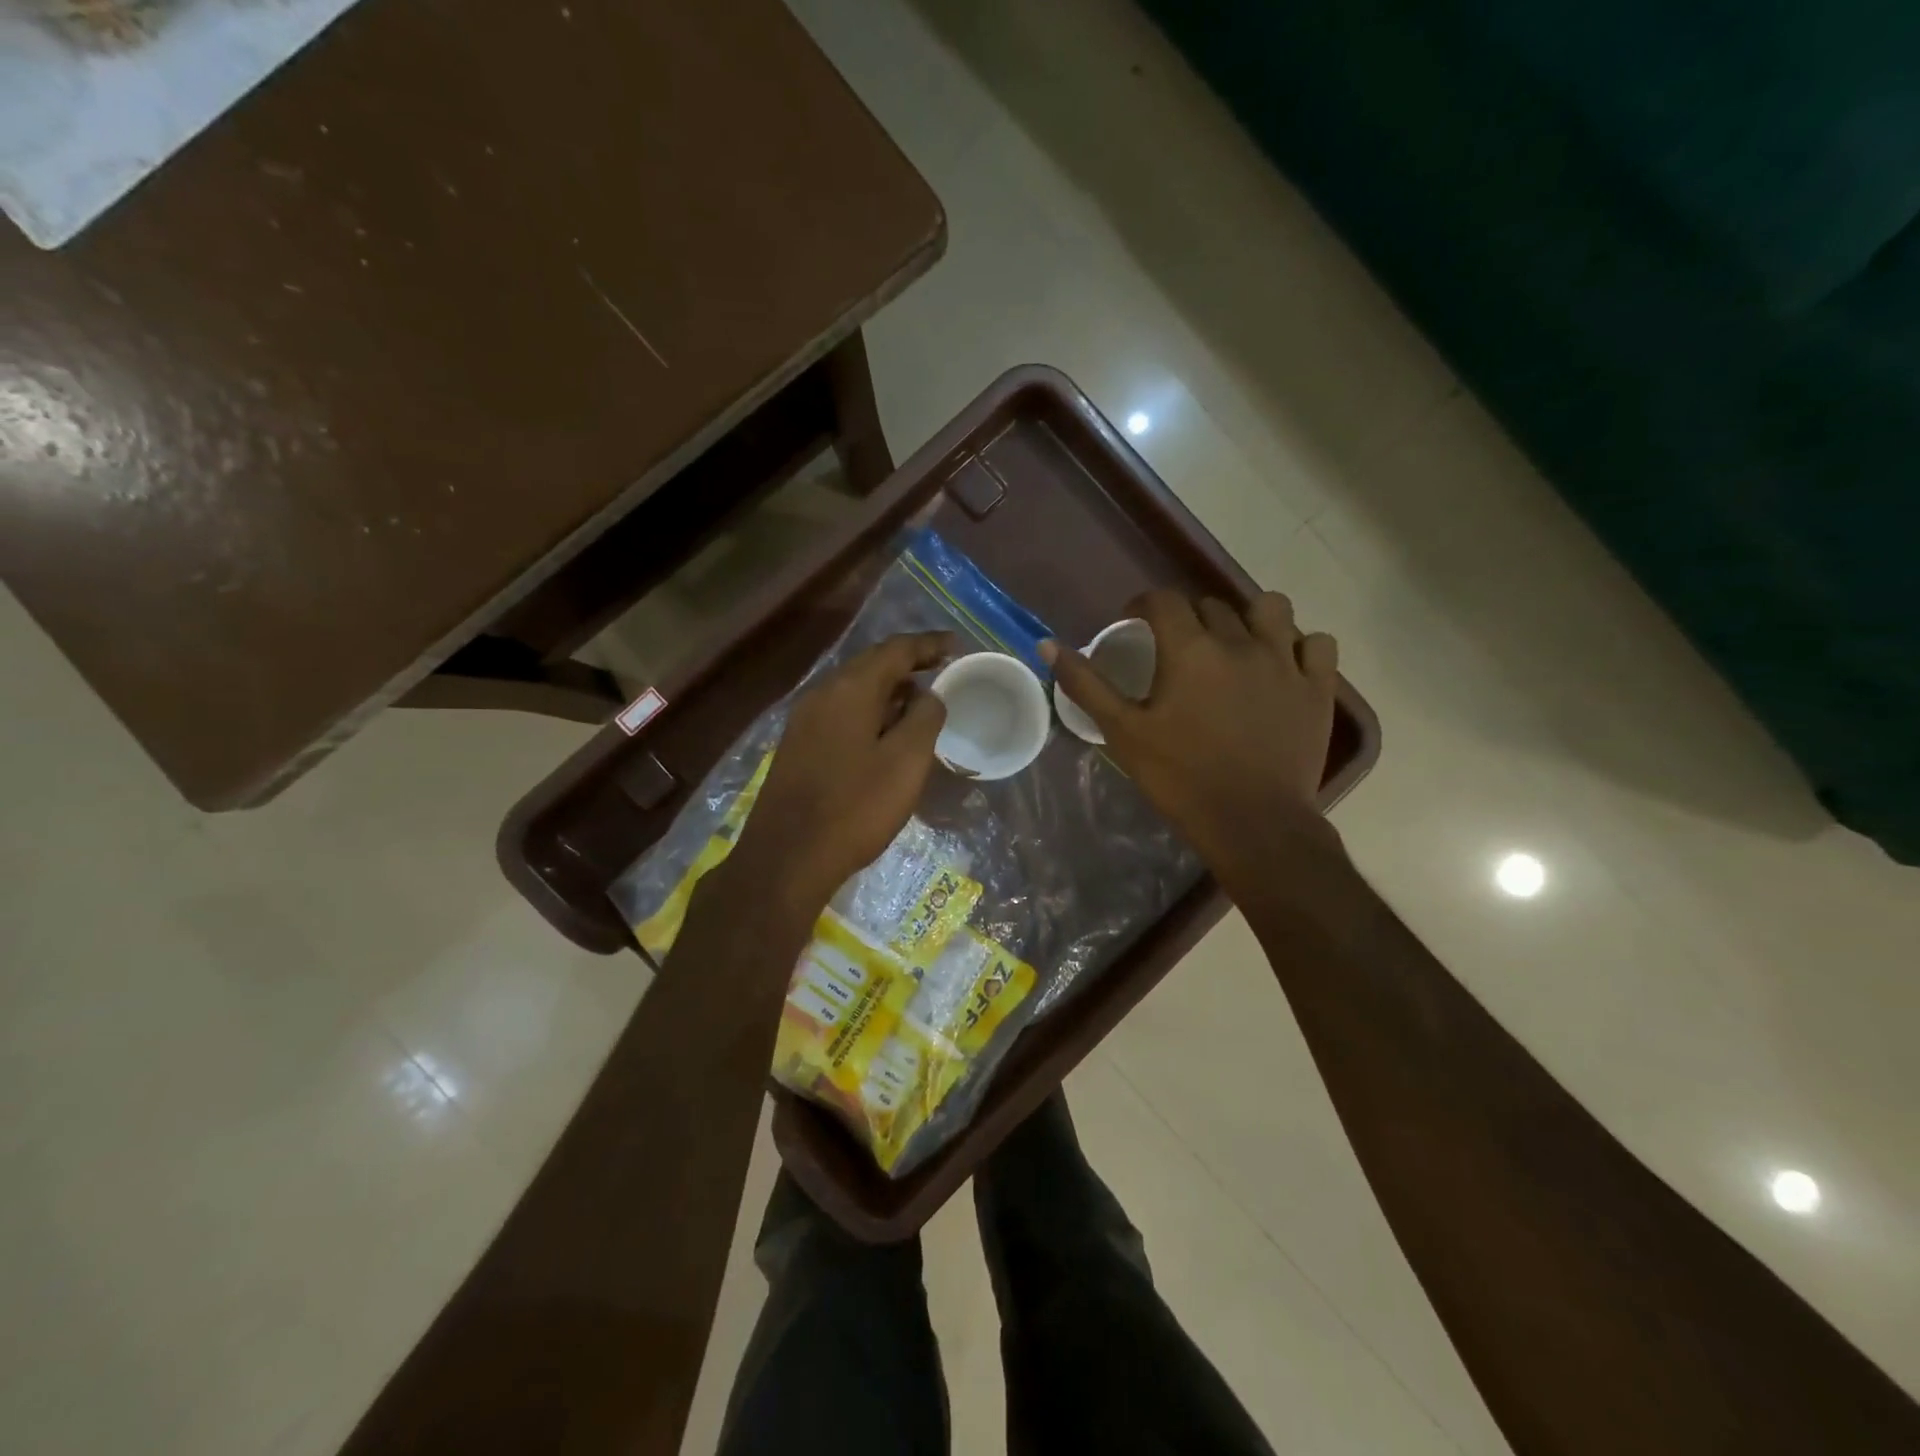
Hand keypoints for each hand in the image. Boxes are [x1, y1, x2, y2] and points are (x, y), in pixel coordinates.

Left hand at [730, 631, 956, 918]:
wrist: (787, 858)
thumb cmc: (855, 808)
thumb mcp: (906, 762)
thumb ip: (924, 718)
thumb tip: (928, 695)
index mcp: (850, 689)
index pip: (895, 650)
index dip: (929, 645)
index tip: (957, 646)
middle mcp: (822, 694)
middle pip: (871, 665)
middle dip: (908, 665)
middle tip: (941, 670)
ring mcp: (804, 721)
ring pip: (854, 691)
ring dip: (889, 690)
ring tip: (920, 703)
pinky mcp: (797, 747)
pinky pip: (841, 713)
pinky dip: (869, 712)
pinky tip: (885, 734)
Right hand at [1043, 590, 1338, 876]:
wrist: (1253, 823)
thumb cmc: (1180, 778)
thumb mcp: (1123, 732)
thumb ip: (1086, 685)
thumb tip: (1047, 645)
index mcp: (1190, 649)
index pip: (1164, 600)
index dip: (1144, 604)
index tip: (1135, 622)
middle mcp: (1241, 642)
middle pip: (1212, 605)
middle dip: (1189, 617)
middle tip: (1177, 648)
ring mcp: (1286, 662)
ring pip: (1271, 608)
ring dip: (1249, 617)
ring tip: (1236, 645)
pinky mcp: (1318, 687)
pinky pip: (1317, 643)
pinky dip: (1299, 646)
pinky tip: (1284, 665)